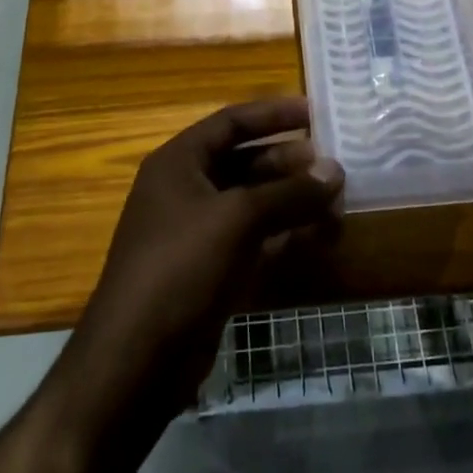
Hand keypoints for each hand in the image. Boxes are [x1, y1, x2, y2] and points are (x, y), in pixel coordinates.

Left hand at [71, 98, 343, 418]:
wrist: (137, 360)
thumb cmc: (181, 267)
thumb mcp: (237, 219)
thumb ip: (289, 192)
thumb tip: (335, 170)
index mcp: (178, 163)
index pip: (230, 123)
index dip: (271, 114)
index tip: (313, 112)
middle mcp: (186, 190)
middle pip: (244, 163)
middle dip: (288, 162)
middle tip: (332, 164)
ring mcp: (198, 233)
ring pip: (253, 204)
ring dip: (292, 200)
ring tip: (336, 198)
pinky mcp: (211, 270)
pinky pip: (254, 239)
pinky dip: (285, 234)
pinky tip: (320, 234)